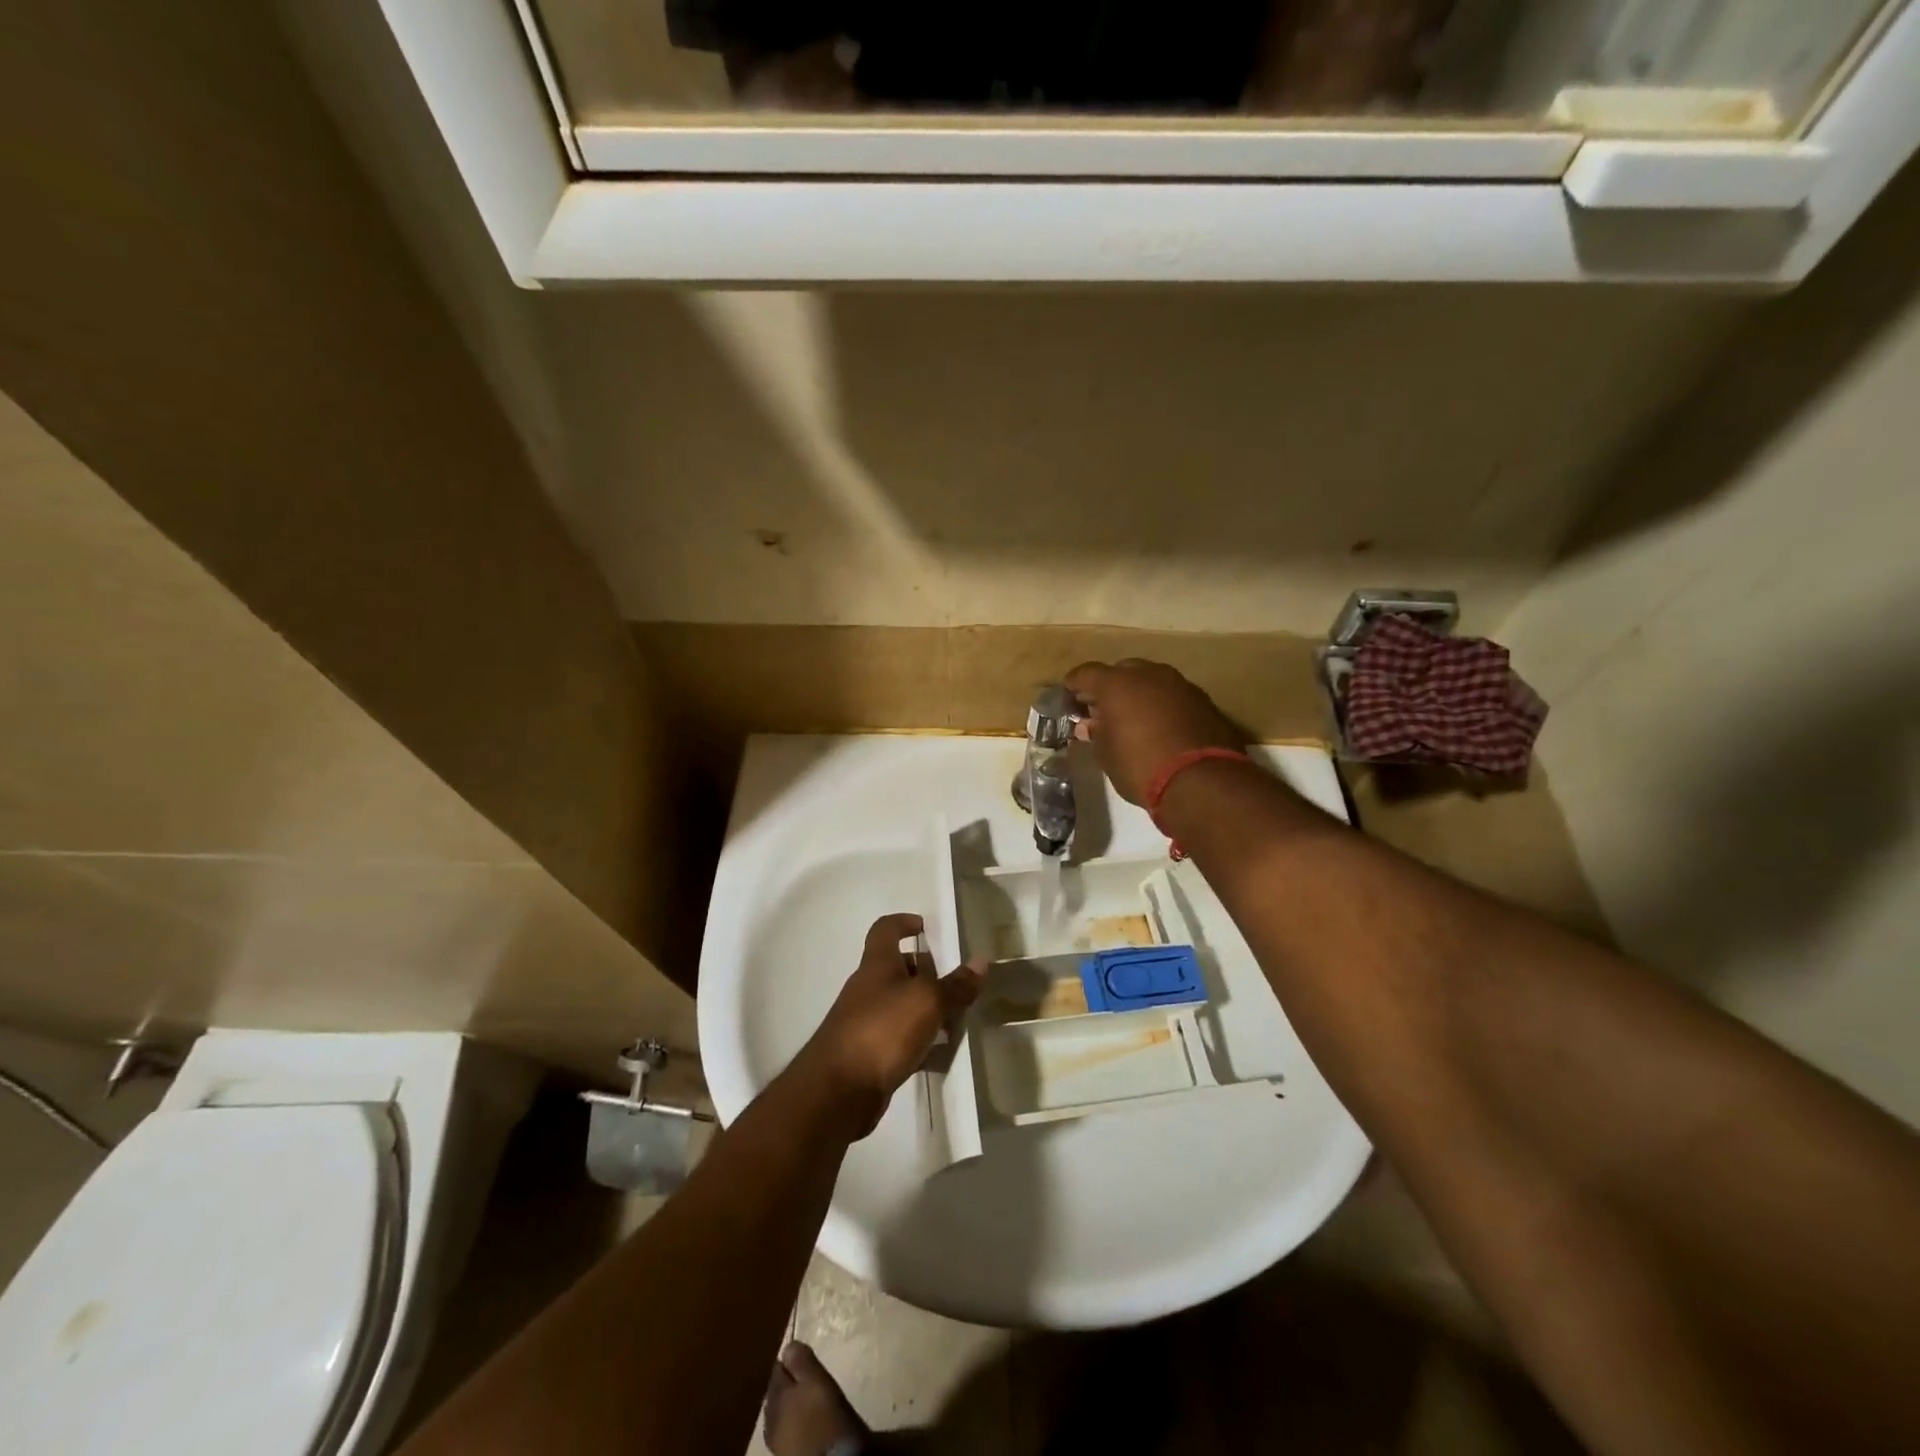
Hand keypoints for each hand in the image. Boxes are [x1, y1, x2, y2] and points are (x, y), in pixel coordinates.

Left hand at [792, 913, 984, 1138]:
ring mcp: (865, 1022)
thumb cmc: (883, 1029)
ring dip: (925, 1010)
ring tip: (956, 1020)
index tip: (924, 927)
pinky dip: (919, 1043)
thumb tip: (981, 961)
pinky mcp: (867, 1054)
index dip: (903, 922)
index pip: (884, 930)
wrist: (839, 1090)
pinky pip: (899, 1039)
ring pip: (900, 1006)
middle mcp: (868, 988)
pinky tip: (940, 1056)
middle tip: (954, 983)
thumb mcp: (927, 1002)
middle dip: (925, 972)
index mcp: (877, 965)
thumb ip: (955, 985)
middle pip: (896, 969)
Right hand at [1065, 659, 1245, 805]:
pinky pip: (1174, 695)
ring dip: (1140, 694)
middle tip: (1103, 709)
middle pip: (1122, 671)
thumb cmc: (1141, 767)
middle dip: (1110, 687)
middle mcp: (1148, 675)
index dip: (1075, 684)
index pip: (1086, 673)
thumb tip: (1090, 725)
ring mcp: (1180, 684)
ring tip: (1133, 717)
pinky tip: (1161, 726)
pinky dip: (1163, 705)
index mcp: (1117, 684)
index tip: (1069, 696)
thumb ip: (1096, 734)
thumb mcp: (1107, 756)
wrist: (1202, 781)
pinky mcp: (1204, 700)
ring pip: (1152, 680)